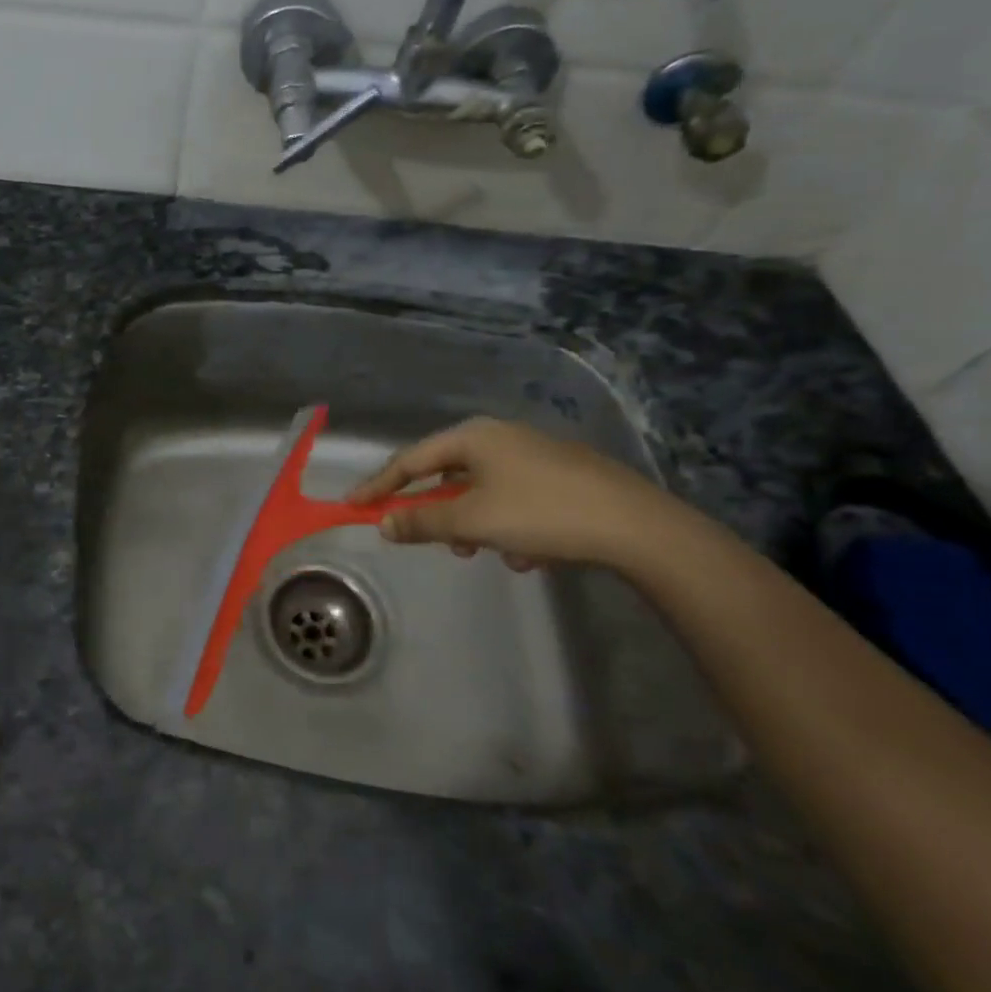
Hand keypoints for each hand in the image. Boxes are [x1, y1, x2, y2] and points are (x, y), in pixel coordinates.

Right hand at [348, 416, 678, 572]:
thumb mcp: (473, 522)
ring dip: (475, 525)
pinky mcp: (563, 476)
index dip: (379, 485)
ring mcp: (534, 454)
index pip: (410, 460)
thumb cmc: (541, 514)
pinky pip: (516, 500)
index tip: (353, 505)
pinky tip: (529, 555)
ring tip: (485, 554)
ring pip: (484, 491)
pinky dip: (510, 526)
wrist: (637, 526)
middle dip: (438, 512)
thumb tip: (384, 524)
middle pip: (448, 475)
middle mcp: (500, 436)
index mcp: (473, 436)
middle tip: (430, 540)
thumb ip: (423, 522)